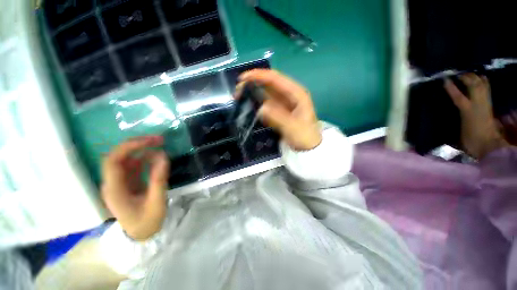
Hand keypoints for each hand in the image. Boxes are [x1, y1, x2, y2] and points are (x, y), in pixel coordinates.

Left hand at [101, 136, 169, 240]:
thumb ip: (158, 179)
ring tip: (160, 144)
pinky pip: (134, 165)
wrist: (141, 234)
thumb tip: (163, 156)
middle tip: (159, 140)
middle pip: (118, 156)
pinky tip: (156, 156)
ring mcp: (120, 182)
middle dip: (137, 145)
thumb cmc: (147, 222)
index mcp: (114, 190)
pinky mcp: (128, 183)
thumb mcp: (156, 202)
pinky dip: (145, 158)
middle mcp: (113, 183)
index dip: (129, 147)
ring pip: (126, 159)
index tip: (150, 142)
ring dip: (142, 150)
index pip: (113, 161)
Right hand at [236, 69, 321, 150]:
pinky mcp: (279, 111)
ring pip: (266, 93)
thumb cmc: (305, 137)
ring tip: (239, 97)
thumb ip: (278, 117)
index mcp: (296, 94)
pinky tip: (248, 104)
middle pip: (269, 84)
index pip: (276, 79)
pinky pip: (266, 103)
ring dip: (253, 93)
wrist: (309, 148)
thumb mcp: (293, 128)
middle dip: (253, 84)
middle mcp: (289, 95)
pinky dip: (257, 102)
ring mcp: (284, 103)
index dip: (259, 75)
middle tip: (238, 91)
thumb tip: (261, 108)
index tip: (243, 78)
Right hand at [444, 73, 508, 158]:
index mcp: (467, 111)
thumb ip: (449, 126)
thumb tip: (438, 123)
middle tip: (457, 73)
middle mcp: (477, 104)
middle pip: (474, 85)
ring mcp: (485, 102)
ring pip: (482, 84)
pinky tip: (479, 79)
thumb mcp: (458, 135)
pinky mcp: (489, 103)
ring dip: (475, 77)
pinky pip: (487, 88)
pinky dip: (483, 81)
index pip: (458, 97)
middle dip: (466, 77)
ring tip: (467, 73)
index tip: (445, 80)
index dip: (451, 88)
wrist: (488, 144)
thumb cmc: (470, 140)